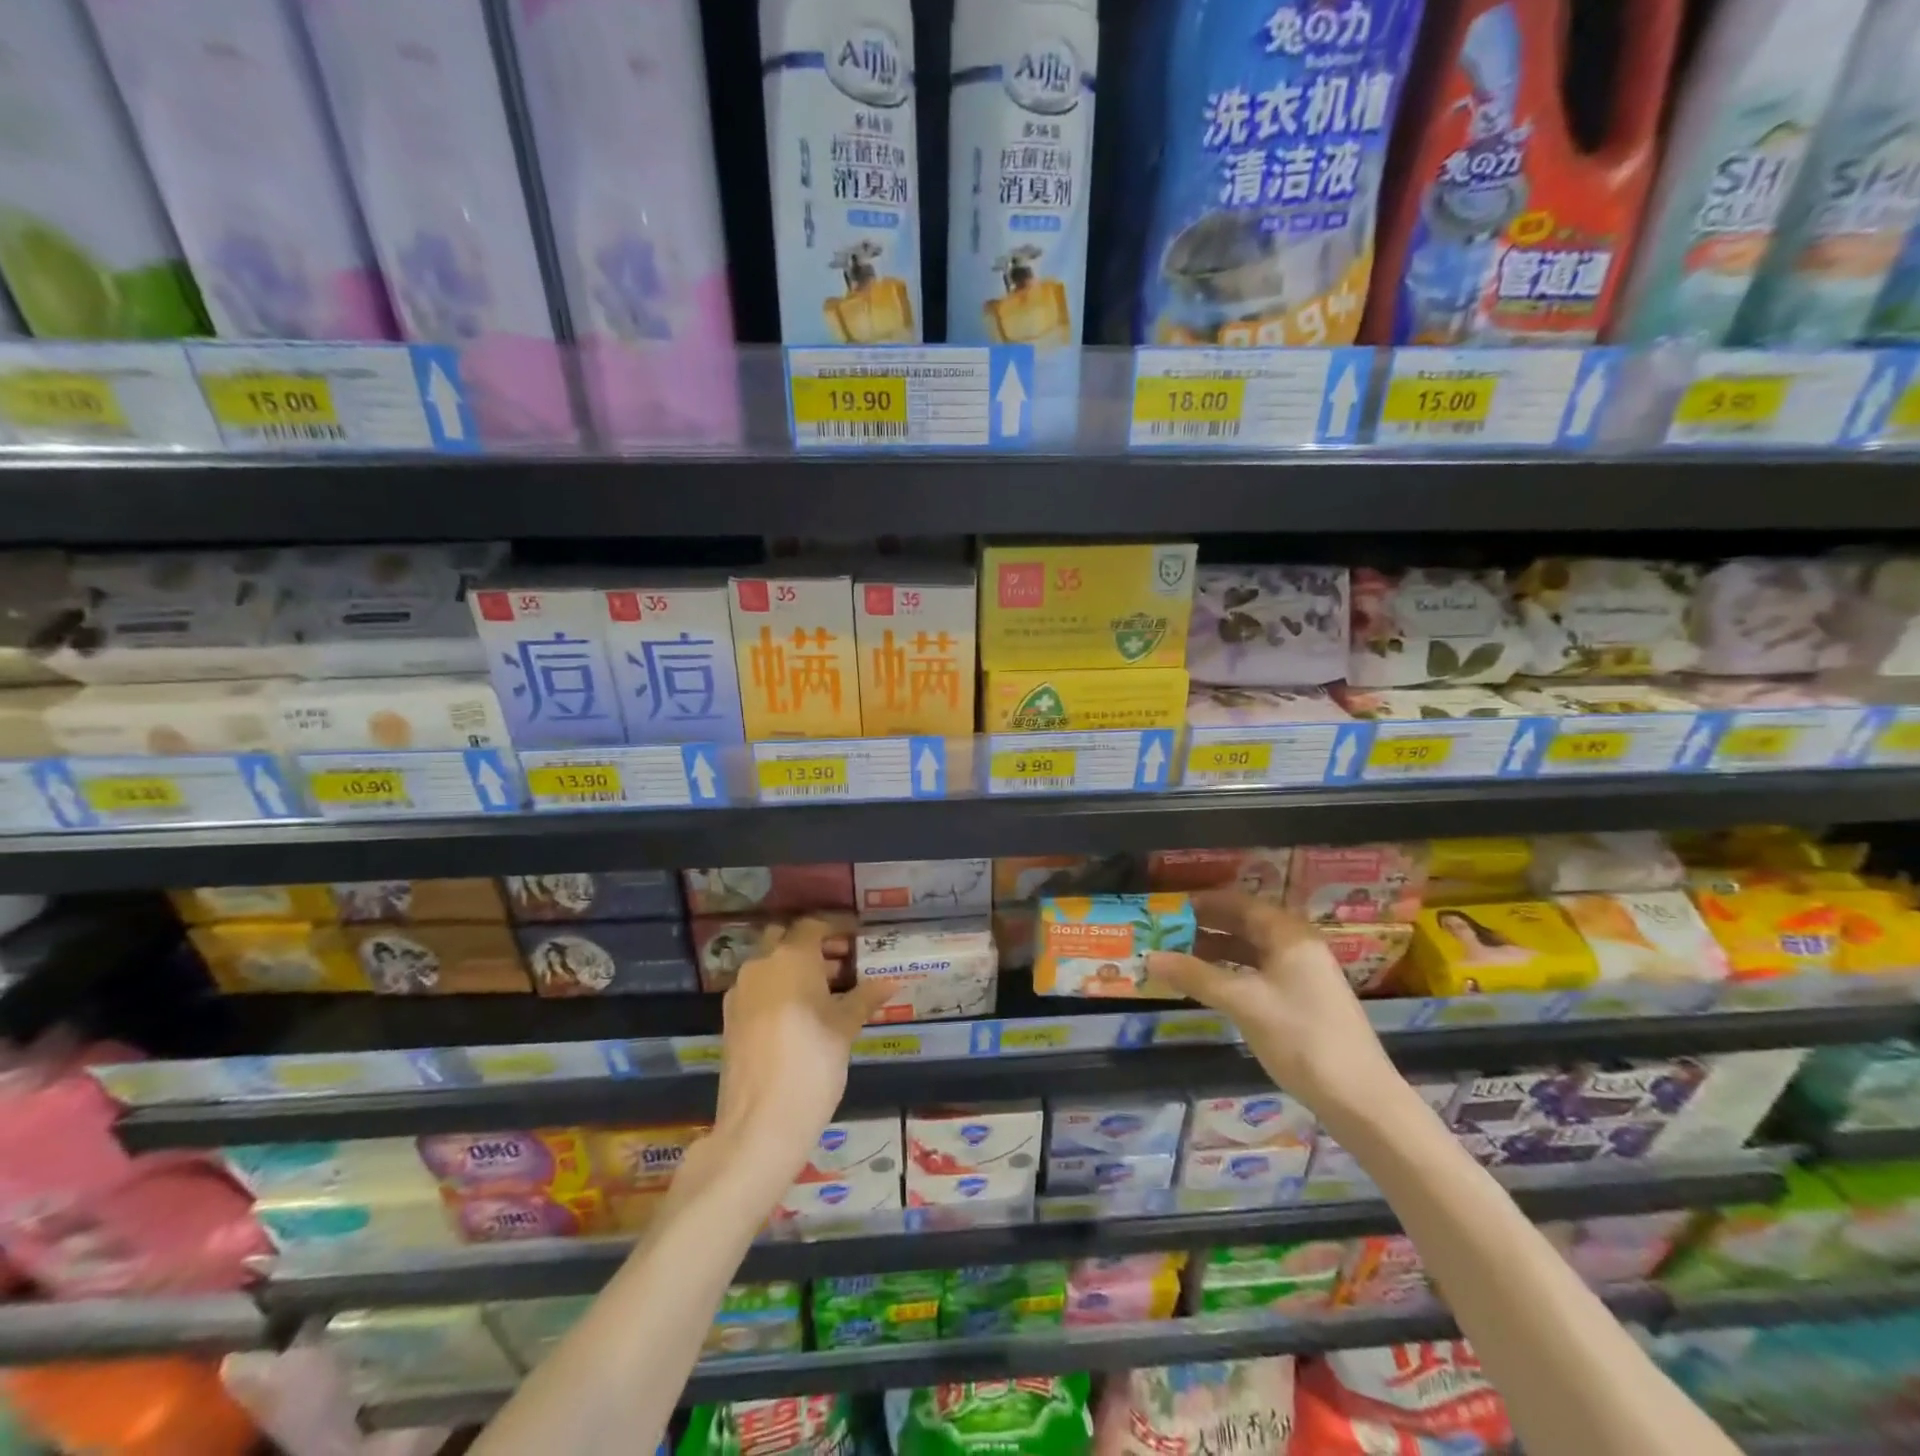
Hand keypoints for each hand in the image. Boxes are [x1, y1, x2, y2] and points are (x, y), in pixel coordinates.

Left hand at [704, 917, 892, 1181]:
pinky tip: (803, 1014)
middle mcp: (761, 965)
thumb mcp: (845, 1029)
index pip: (814, 925)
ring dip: (796, 967)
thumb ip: (865, 998)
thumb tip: (891, 981)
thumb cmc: (812, 1064)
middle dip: (813, 945)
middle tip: (843, 961)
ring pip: (770, 963)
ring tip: (830, 991)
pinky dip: (779, 988)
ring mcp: (741, 991)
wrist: (760, 1123)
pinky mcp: (731, 1018)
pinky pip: (759, 988)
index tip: (859, 938)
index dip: (837, 928)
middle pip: (786, 939)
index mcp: (790, 957)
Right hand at [1147, 891, 1398, 1116]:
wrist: (1361, 1100)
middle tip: (1165, 931)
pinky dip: (1230, 971)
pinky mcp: (1301, 999)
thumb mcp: (1243, 1003)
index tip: (1167, 908)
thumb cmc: (1302, 1038)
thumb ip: (1195, 976)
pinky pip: (1257, 971)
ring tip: (1177, 955)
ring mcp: (1301, 973)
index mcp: (1288, 934)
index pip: (1238, 902)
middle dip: (1205, 926)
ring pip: (1249, 949)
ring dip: (1214, 950)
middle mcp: (1296, 945)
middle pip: (1243, 923)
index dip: (1202, 902)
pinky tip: (1207, 983)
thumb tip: (1149, 957)